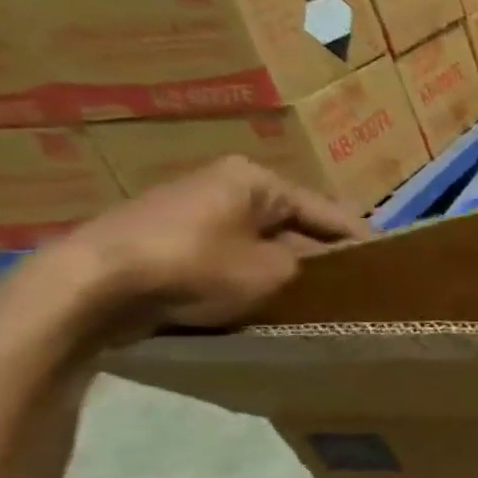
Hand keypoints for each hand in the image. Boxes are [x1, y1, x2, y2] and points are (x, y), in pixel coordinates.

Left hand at [22, 157, 369, 341]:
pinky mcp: (164, 238)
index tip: (393, 264)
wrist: (84, 288)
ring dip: (284, 265)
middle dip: (321, 253)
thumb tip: (320, 268)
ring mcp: (189, 209)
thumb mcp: (275, 272)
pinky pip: (227, 254)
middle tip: (357, 284)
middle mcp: (225, 184)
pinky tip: (264, 298)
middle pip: (294, 224)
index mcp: (257, 180)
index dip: (363, 241)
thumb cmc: (194, 268)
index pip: (330, 212)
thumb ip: (310, 266)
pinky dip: (248, 273)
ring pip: (260, 240)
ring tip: (316, 295)